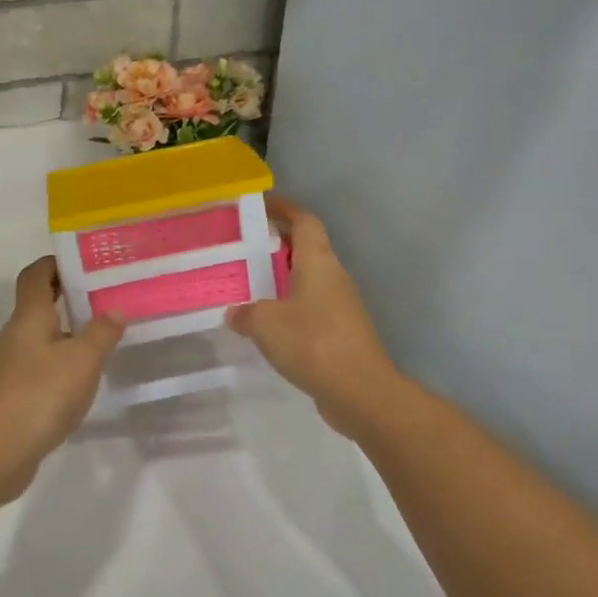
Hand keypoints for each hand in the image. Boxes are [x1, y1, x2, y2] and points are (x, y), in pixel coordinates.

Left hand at [0, 258, 125, 501]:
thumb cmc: (38, 395)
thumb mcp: (82, 361)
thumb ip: (101, 333)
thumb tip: (114, 309)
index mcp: (29, 316)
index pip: (36, 274)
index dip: (56, 263)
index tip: (86, 264)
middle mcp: (15, 335)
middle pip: (39, 304)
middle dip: (69, 297)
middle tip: (106, 298)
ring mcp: (10, 367)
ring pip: (41, 337)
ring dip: (68, 333)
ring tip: (104, 337)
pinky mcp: (13, 396)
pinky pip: (40, 367)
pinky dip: (61, 365)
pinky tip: (83, 380)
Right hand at [227, 198, 399, 436]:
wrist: (362, 393)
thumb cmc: (313, 342)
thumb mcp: (265, 323)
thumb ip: (245, 314)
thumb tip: (235, 313)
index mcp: (318, 262)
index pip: (304, 221)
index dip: (284, 208)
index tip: (261, 203)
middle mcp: (334, 277)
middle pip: (307, 248)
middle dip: (279, 244)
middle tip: (245, 247)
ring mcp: (342, 306)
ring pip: (310, 280)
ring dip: (284, 279)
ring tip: (251, 285)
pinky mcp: (343, 334)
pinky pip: (312, 308)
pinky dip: (291, 308)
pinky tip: (269, 325)